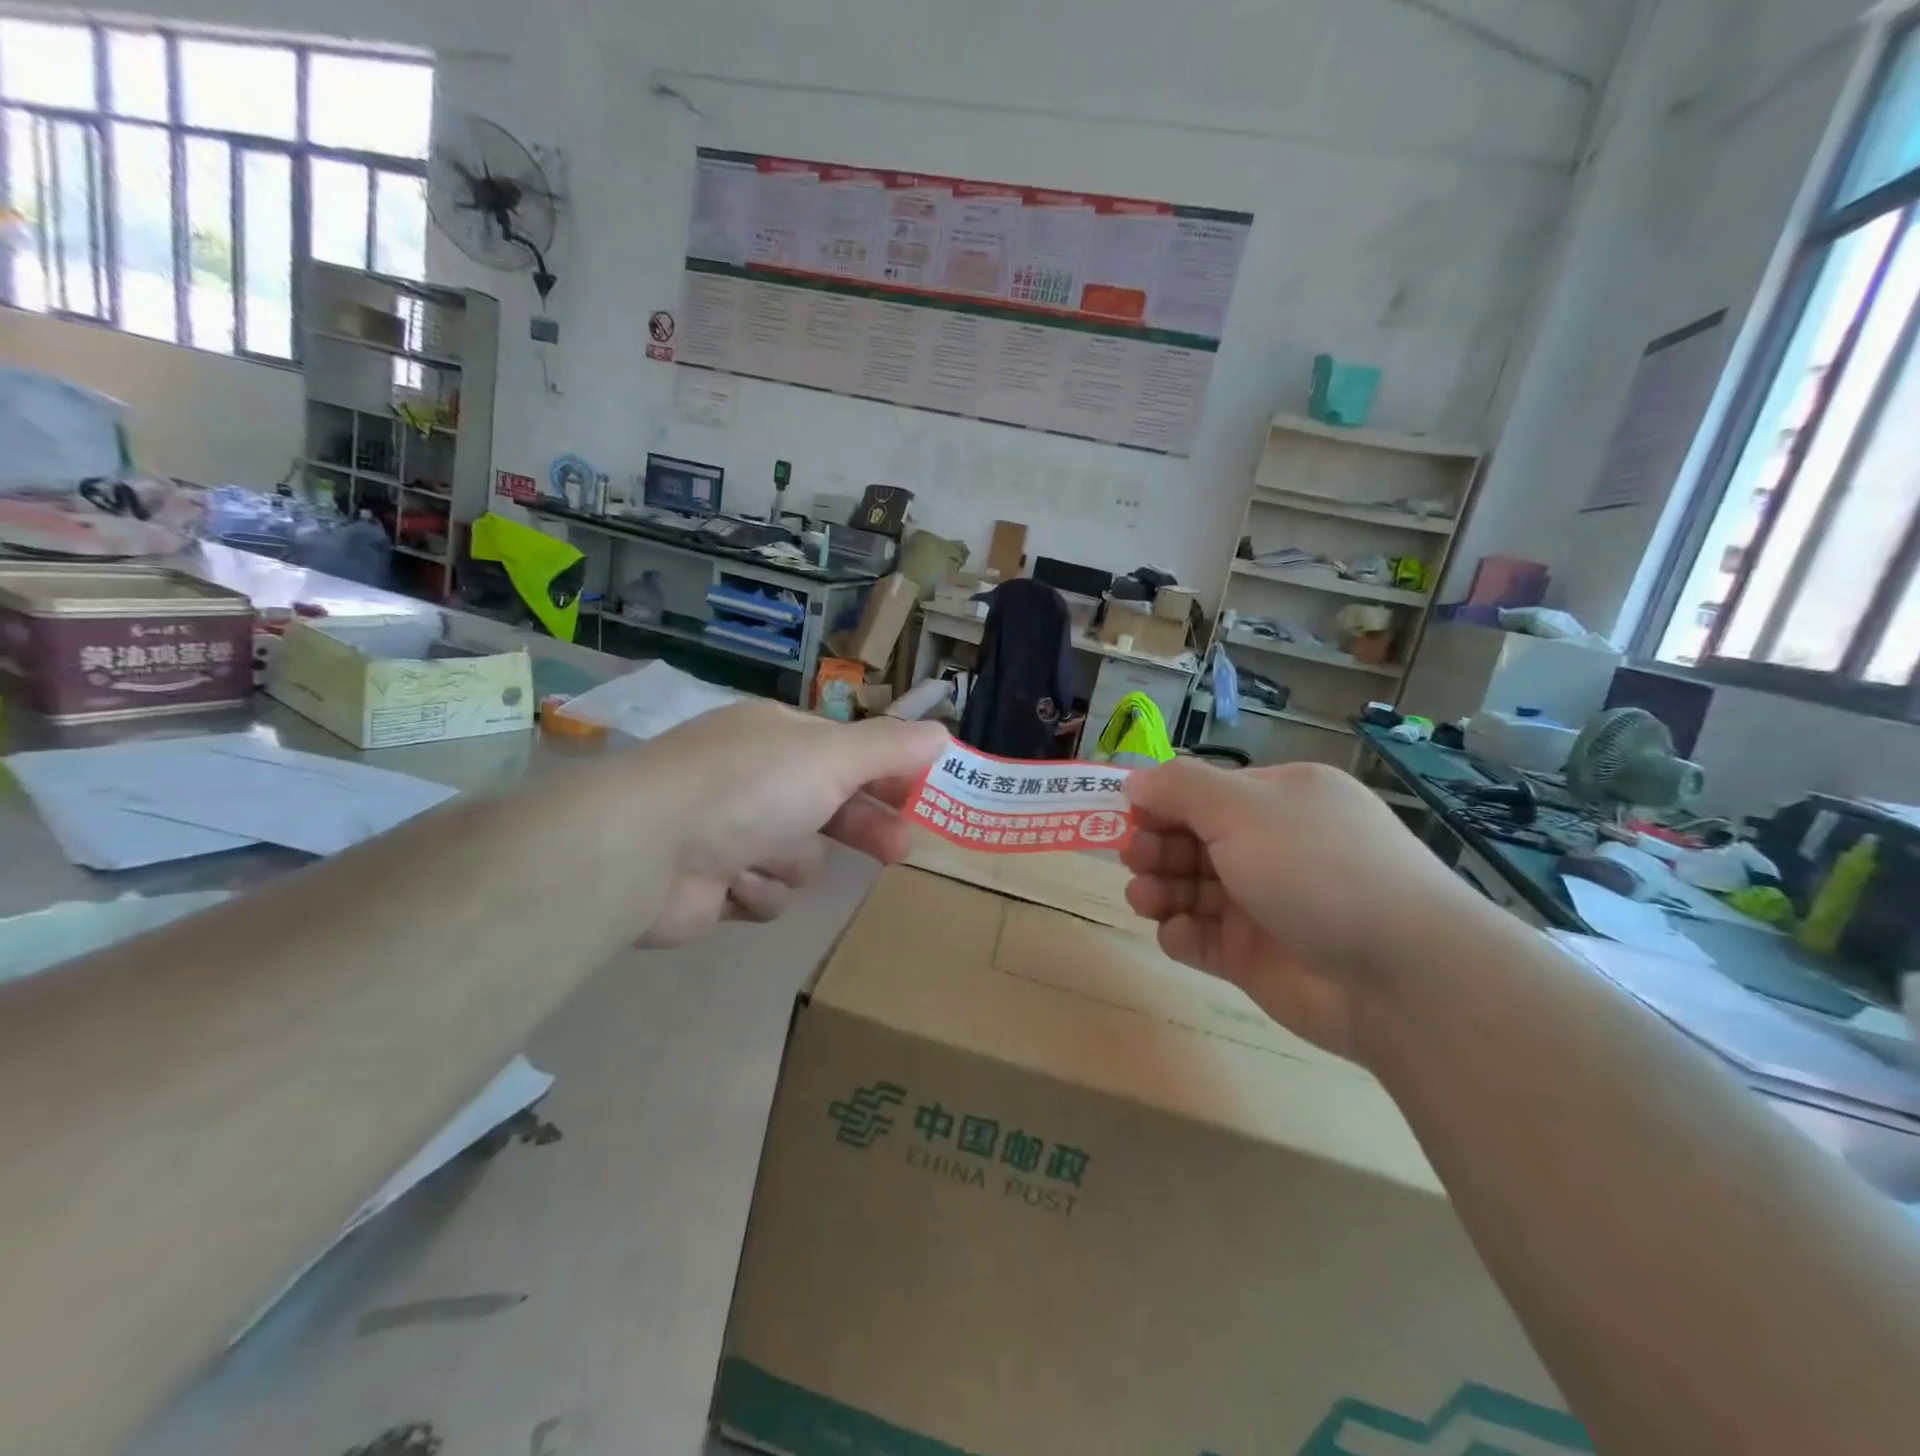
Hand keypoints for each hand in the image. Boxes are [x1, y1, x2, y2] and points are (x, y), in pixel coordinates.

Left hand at [632, 700, 947, 946]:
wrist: (643, 849)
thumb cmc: (748, 788)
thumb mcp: (831, 756)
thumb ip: (890, 747)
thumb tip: (943, 735)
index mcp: (779, 737)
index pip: (849, 751)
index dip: (887, 772)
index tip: (924, 796)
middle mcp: (754, 778)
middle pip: (829, 806)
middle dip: (861, 827)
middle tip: (900, 850)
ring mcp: (729, 831)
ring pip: (798, 857)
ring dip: (791, 861)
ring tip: (766, 857)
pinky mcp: (712, 883)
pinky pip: (764, 893)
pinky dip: (756, 890)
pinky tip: (734, 883)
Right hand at [1122, 759, 1485, 1060]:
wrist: (1398, 974)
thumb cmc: (1316, 868)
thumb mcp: (1243, 808)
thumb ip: (1180, 788)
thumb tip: (1134, 779)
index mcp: (1278, 801)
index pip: (1203, 792)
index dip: (1161, 801)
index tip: (1127, 814)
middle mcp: (1270, 847)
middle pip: (1191, 839)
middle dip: (1154, 846)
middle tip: (1135, 858)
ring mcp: (1262, 904)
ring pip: (1189, 889)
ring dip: (1158, 888)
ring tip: (1145, 898)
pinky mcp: (1253, 956)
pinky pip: (1201, 938)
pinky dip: (1181, 934)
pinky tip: (1178, 934)